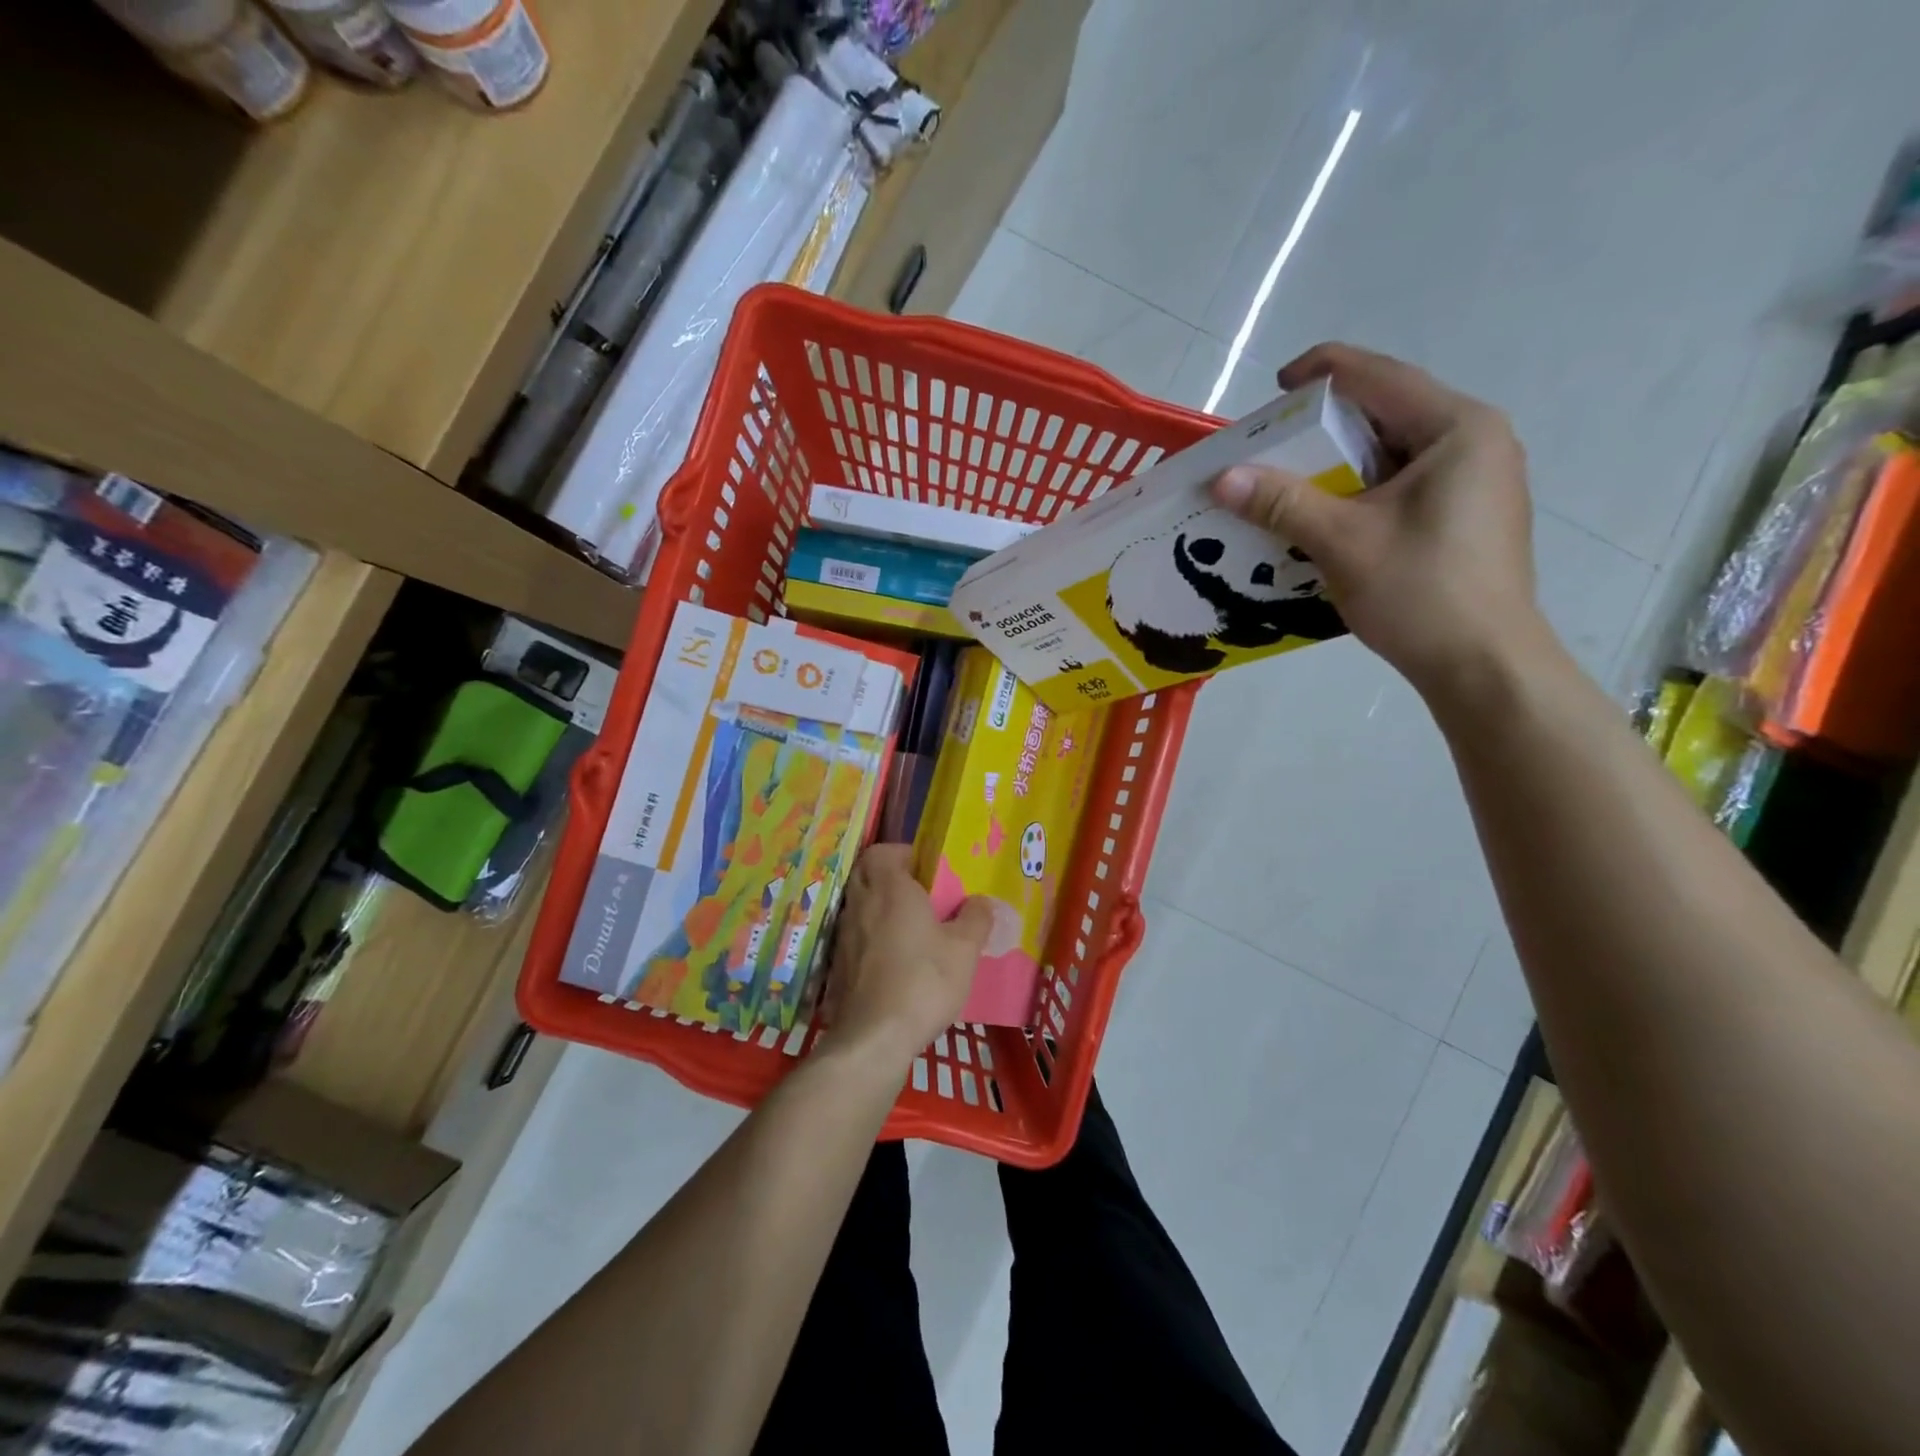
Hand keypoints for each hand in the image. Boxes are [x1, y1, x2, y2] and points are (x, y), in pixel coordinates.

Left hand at [824, 845, 992, 1062]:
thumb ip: (976, 919)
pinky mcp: (836, 964)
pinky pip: (852, 936)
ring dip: (876, 906)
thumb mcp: (964, 950)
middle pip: (865, 873)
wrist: (875, 1036)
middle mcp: (861, 904)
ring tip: (906, 925)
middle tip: (915, 892)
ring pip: (857, 904)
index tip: (925, 868)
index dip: (901, 853)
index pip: (882, 851)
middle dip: (886, 875)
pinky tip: (890, 958)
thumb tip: (982, 901)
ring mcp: (843, 935)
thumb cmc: (924, 981)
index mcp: (891, 889)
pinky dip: (867, 936)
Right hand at [1211, 343, 1547, 699]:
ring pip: (1394, 453)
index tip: (1275, 386)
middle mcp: (1475, 442)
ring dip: (1340, 463)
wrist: (1483, 664)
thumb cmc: (1419, 592)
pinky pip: (1404, 485)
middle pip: (1387, 413)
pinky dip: (1360, 491)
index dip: (1322, 373)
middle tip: (1273, 445)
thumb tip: (1221, 477)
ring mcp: (1477, 481)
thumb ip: (1281, 502)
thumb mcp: (1342, 542)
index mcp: (1457, 429)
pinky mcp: (1467, 516)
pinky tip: (1328, 515)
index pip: (1379, 378)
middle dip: (1326, 425)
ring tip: (1291, 481)